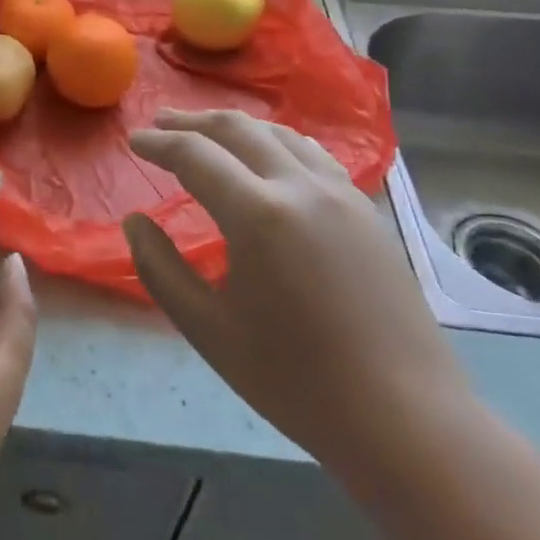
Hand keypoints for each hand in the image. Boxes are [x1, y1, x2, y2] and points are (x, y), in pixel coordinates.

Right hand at [123, 109, 473, 478]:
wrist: (405, 417)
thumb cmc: (295, 380)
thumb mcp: (207, 329)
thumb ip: (160, 268)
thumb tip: (135, 221)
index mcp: (258, 214)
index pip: (195, 155)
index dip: (159, 143)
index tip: (134, 141)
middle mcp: (301, 187)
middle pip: (238, 130)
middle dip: (193, 122)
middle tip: (161, 122)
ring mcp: (341, 195)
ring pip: (280, 134)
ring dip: (236, 127)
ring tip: (208, 132)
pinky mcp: (366, 211)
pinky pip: (312, 155)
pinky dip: (276, 143)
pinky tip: (268, 157)